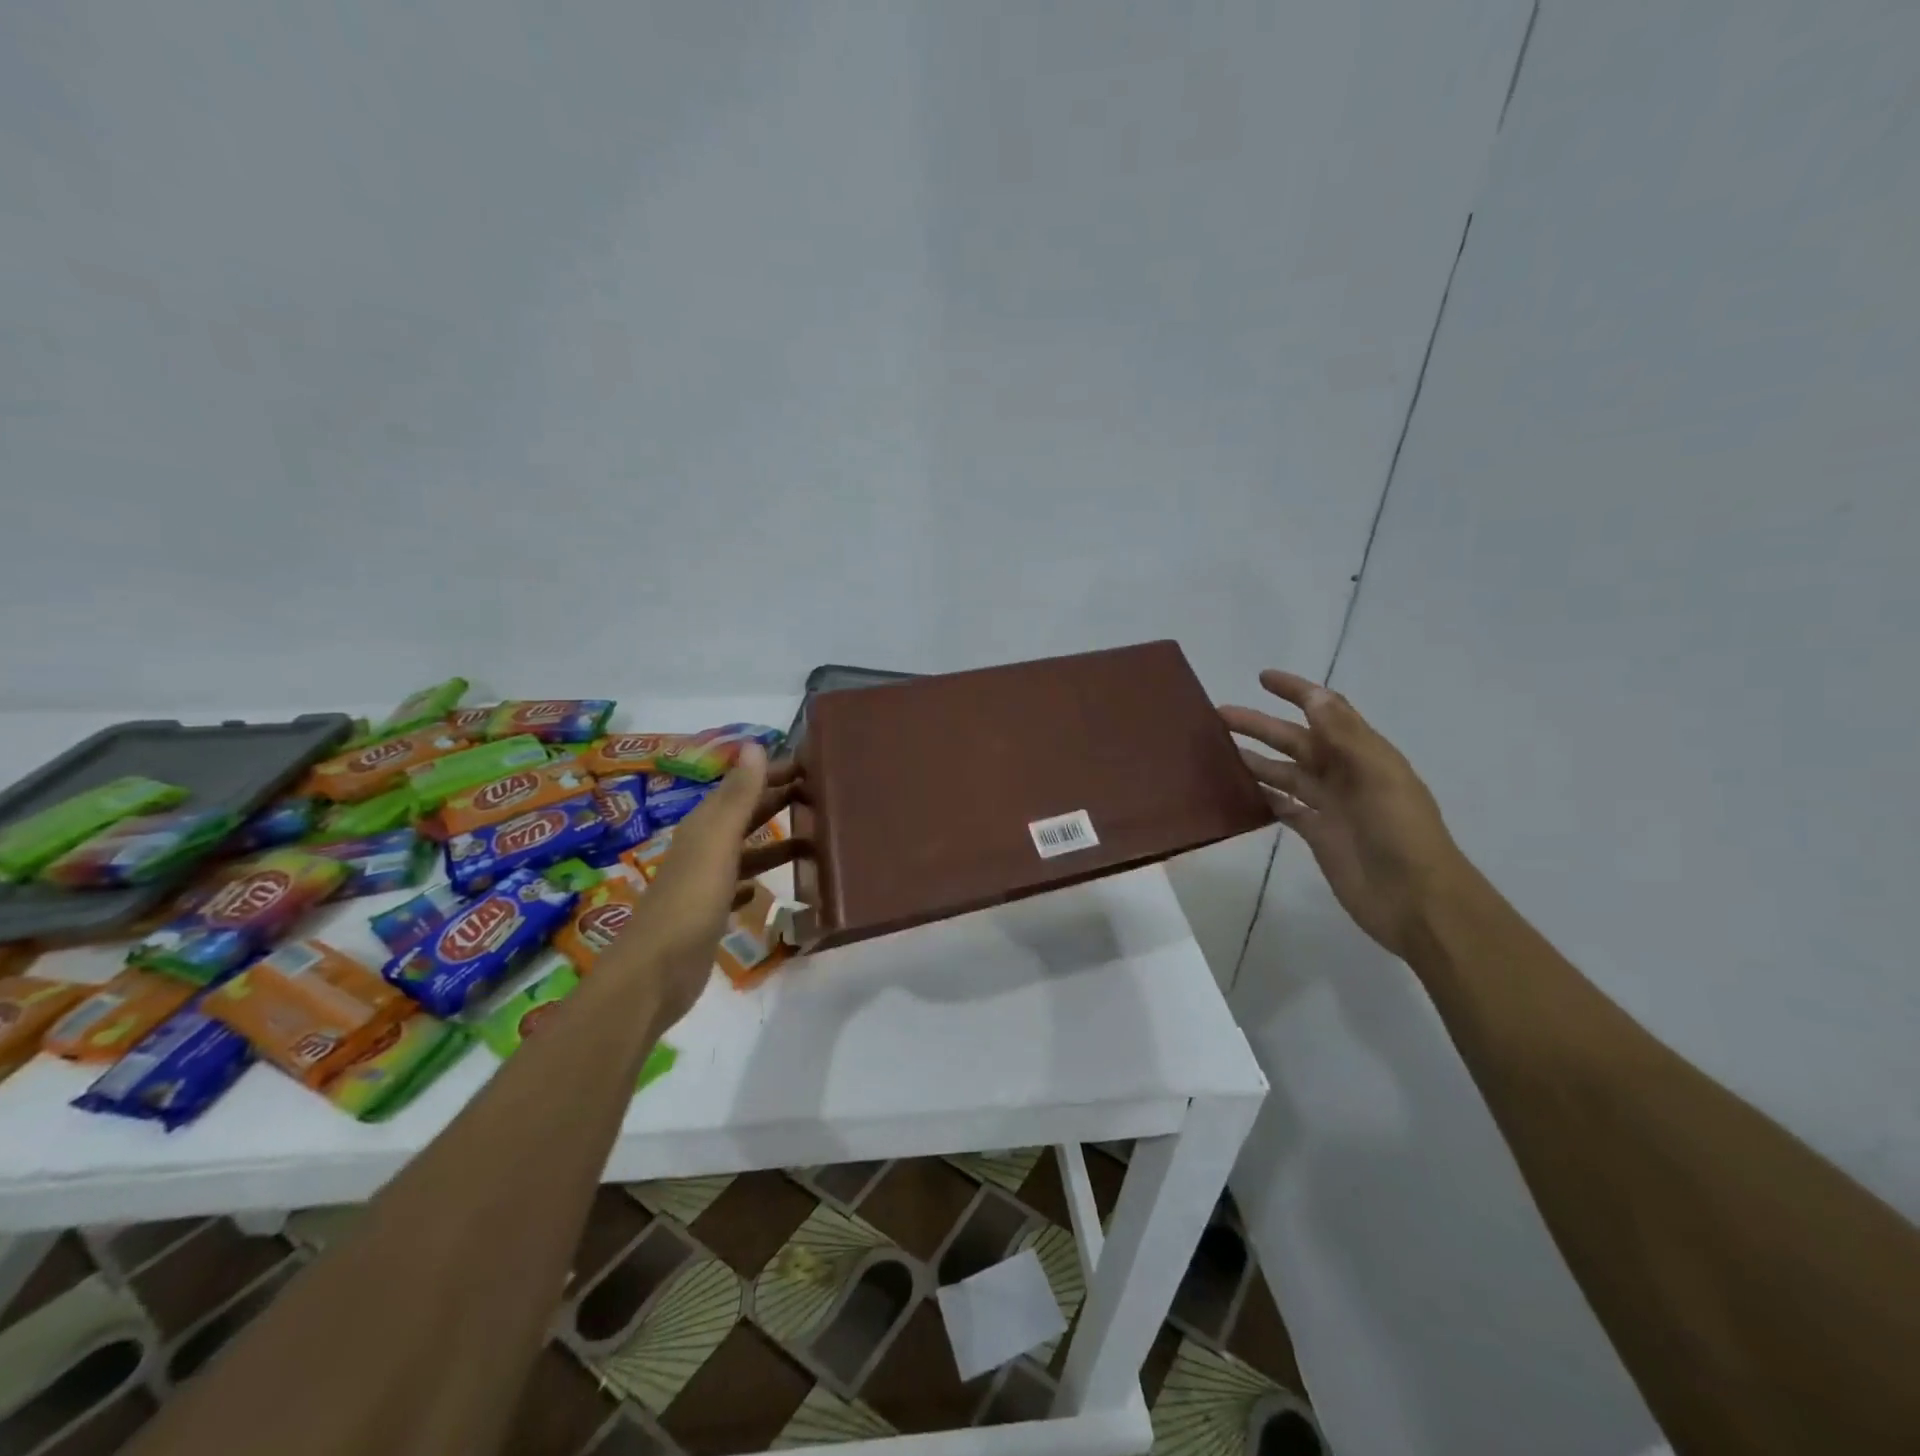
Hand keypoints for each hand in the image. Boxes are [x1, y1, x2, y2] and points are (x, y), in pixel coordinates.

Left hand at [608, 745, 800, 1028]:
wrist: (654, 975)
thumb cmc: (690, 904)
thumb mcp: (717, 844)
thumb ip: (738, 797)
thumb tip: (754, 745)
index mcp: (704, 827)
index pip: (741, 787)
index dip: (771, 773)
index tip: (809, 764)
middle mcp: (702, 848)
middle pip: (743, 815)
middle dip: (776, 801)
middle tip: (819, 794)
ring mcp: (704, 883)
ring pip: (744, 850)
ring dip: (772, 841)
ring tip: (811, 839)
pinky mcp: (708, 914)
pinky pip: (737, 886)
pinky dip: (754, 879)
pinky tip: (765, 886)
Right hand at [1222, 671, 1465, 959]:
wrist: (1417, 901)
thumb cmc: (1401, 833)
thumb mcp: (1378, 777)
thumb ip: (1345, 736)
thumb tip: (1315, 694)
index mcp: (1363, 754)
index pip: (1327, 710)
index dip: (1297, 691)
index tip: (1262, 678)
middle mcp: (1345, 774)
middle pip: (1296, 741)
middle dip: (1261, 726)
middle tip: (1219, 715)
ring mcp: (1330, 806)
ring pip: (1285, 773)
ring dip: (1256, 759)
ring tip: (1219, 750)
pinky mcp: (1318, 835)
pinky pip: (1284, 808)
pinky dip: (1263, 797)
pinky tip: (1238, 791)